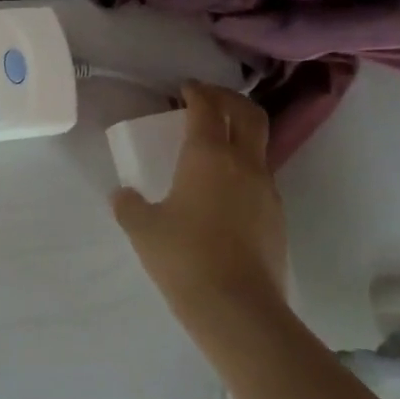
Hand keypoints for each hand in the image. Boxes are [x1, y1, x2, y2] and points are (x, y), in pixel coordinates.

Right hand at [110, 83, 288, 323]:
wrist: (239, 310)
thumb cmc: (185, 258)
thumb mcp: (143, 229)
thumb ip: (129, 205)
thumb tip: (123, 195)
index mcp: (208, 156)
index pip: (207, 107)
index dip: (196, 92)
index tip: (185, 88)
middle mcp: (243, 163)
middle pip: (247, 113)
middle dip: (228, 98)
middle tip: (207, 100)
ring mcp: (266, 189)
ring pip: (259, 144)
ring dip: (240, 132)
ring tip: (215, 143)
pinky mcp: (277, 216)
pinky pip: (261, 175)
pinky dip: (244, 165)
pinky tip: (224, 187)